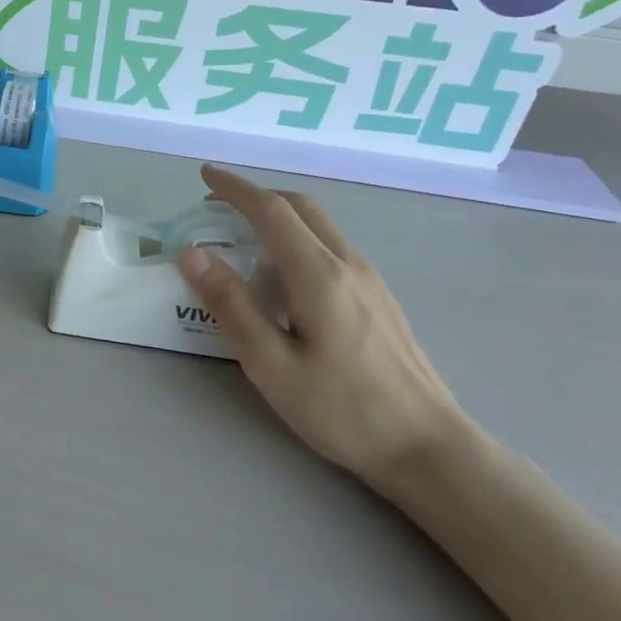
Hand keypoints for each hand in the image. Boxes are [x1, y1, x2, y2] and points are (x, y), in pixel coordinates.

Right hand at [178, 165, 471, 489]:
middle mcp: (348, 263)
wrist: (427, 446)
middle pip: (300, 207)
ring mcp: (370, 279)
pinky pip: (331, 246)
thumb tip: (193, 253)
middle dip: (256, 195)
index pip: (271, 210)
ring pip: (319, 225)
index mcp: (318, 274)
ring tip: (242, 238)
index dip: (234, 188)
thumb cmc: (342, 409)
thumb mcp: (271, 364)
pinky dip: (297, 238)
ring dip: (278, 216)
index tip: (204, 174)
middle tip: (216, 206)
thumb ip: (232, 304)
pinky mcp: (379, 297)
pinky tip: (282, 275)